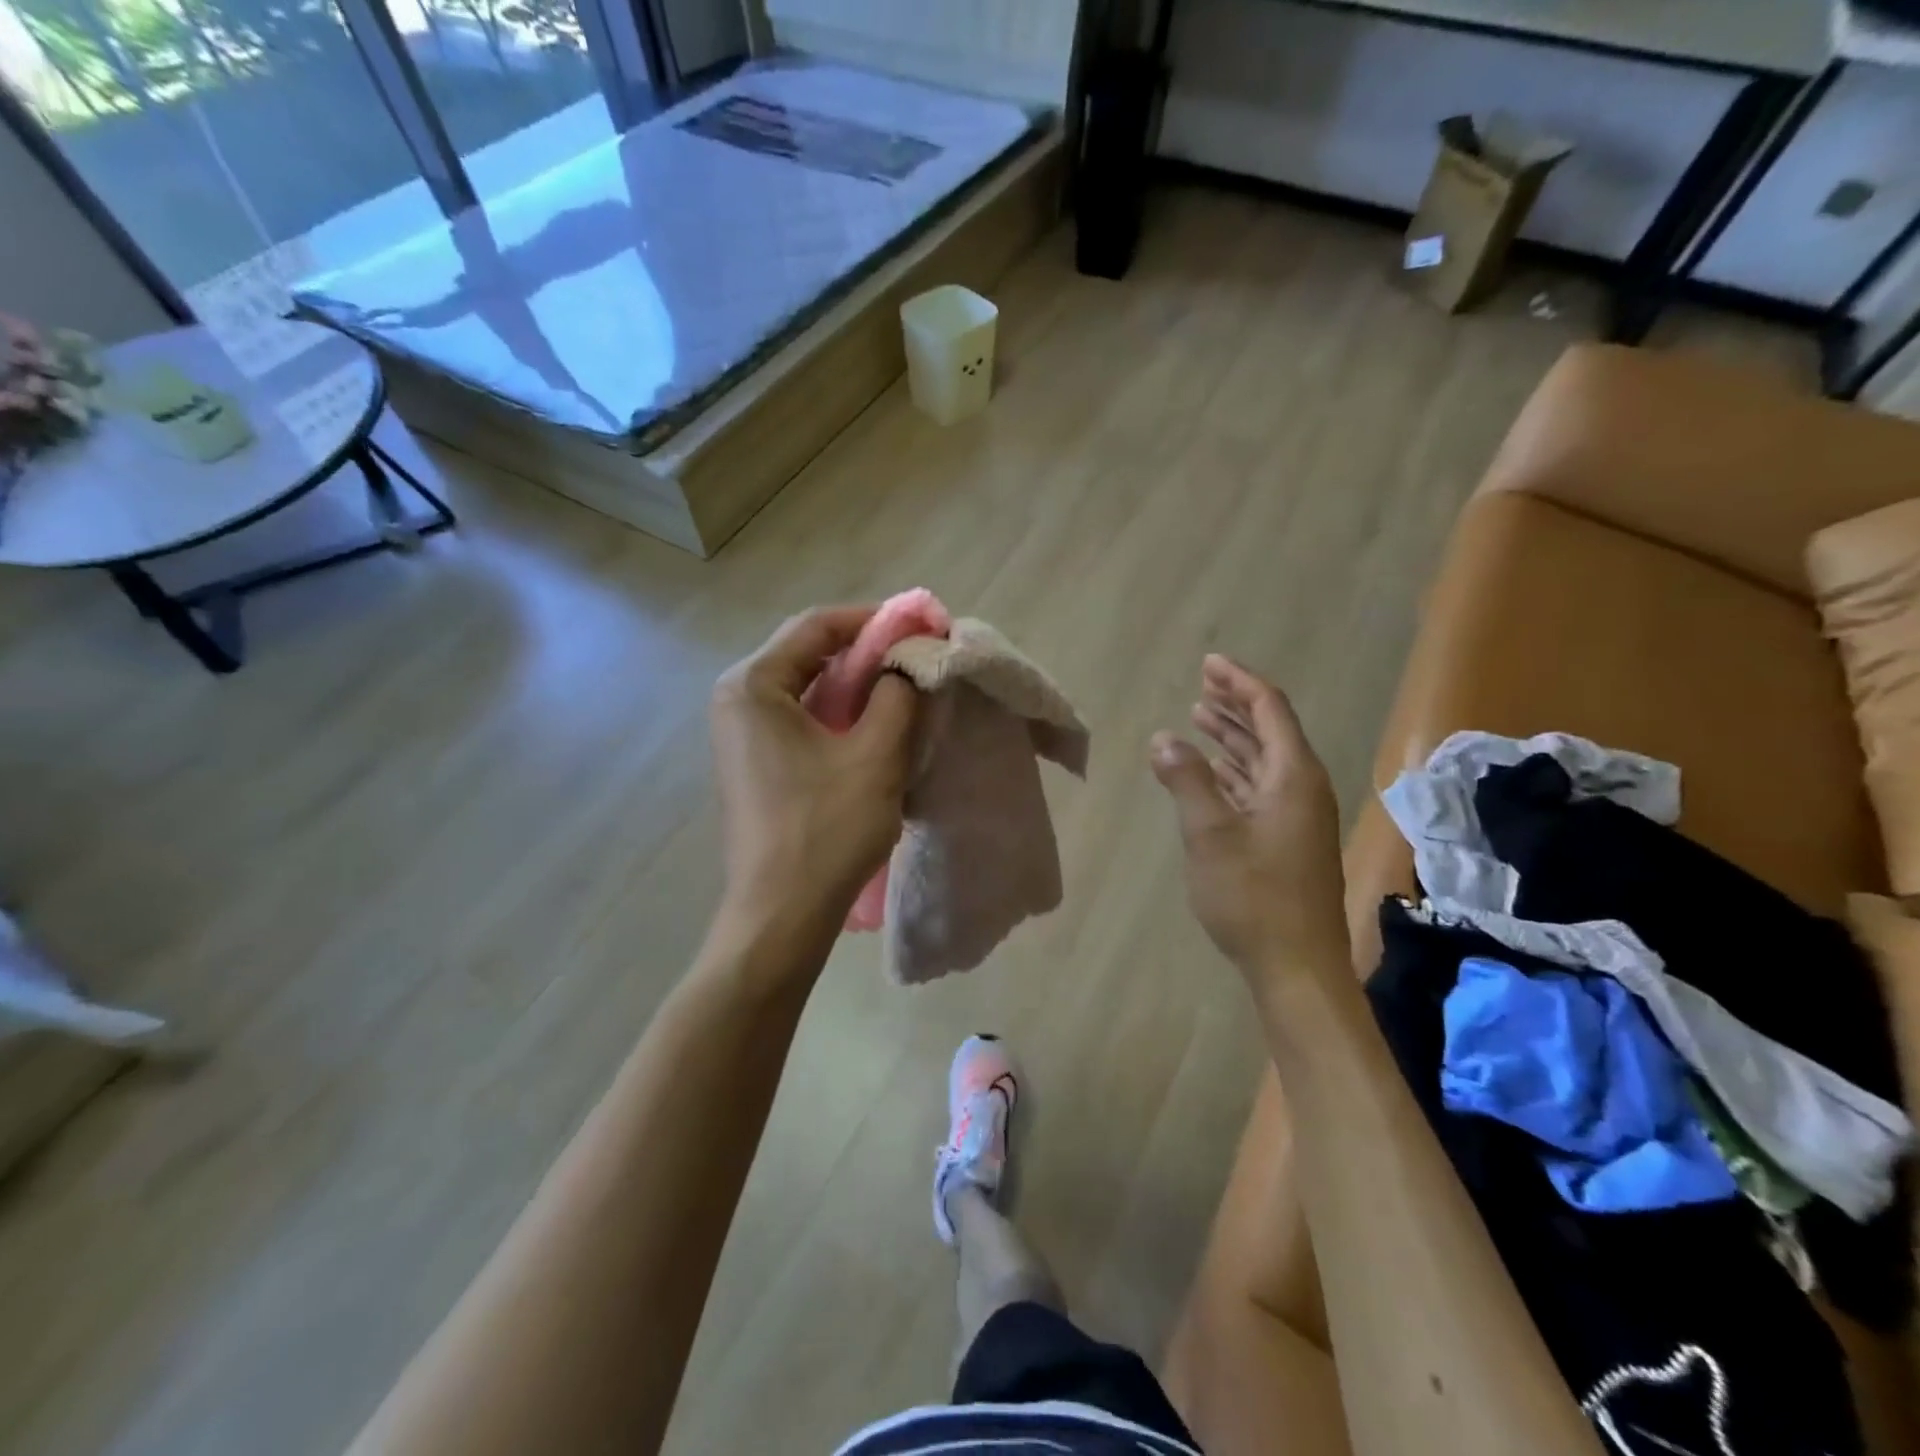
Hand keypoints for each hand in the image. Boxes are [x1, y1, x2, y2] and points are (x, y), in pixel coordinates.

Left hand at [710, 606, 918, 929]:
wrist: (781, 916)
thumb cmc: (826, 830)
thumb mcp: (876, 755)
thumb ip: (898, 694)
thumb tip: (908, 663)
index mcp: (754, 685)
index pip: (817, 626)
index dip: (874, 620)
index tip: (922, 626)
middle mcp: (738, 700)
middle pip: (809, 654)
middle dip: (868, 653)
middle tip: (919, 659)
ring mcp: (742, 735)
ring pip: (809, 690)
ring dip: (858, 686)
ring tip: (908, 691)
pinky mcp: (756, 764)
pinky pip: (803, 721)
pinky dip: (842, 716)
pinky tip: (879, 729)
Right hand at [1150, 655, 1349, 980]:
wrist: (1297, 965)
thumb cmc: (1253, 896)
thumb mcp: (1210, 834)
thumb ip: (1187, 780)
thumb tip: (1164, 738)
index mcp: (1293, 777)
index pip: (1269, 710)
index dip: (1239, 682)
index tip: (1209, 663)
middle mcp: (1302, 788)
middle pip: (1270, 730)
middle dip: (1235, 704)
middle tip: (1201, 684)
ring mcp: (1297, 816)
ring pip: (1264, 760)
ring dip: (1234, 736)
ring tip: (1199, 716)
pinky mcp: (1287, 840)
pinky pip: (1261, 787)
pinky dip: (1236, 771)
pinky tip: (1215, 769)